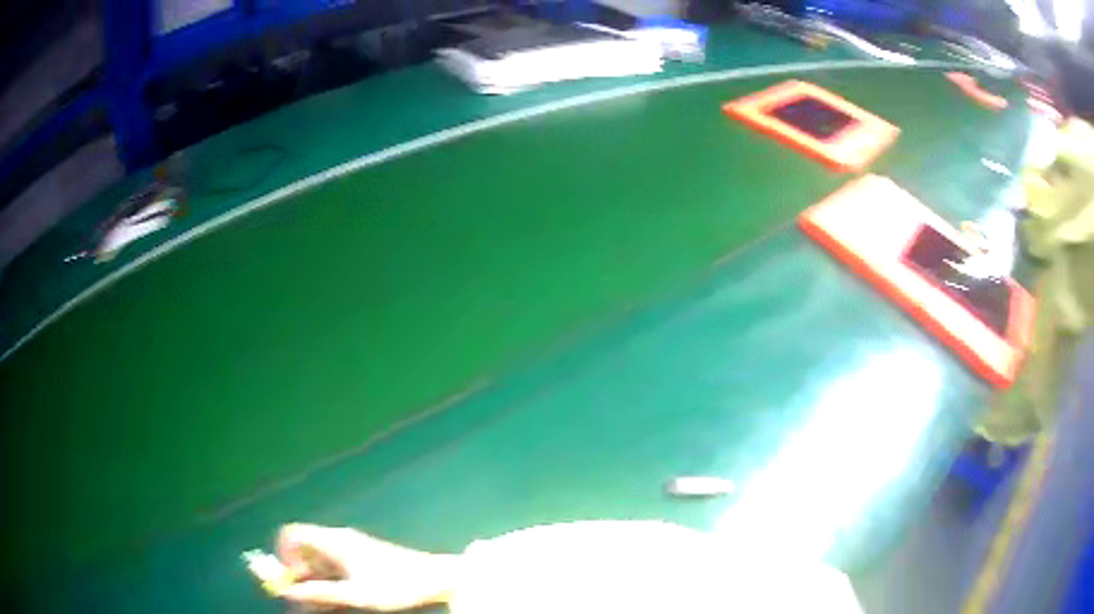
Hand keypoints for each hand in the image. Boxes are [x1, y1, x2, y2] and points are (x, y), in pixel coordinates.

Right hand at [276, 523, 457, 610]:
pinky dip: (330, 584)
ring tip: (322, 607)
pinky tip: (338, 603)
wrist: (437, 578)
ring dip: (315, 584)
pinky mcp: (362, 560)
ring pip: (320, 564)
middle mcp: (338, 541)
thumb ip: (321, 593)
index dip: (284, 556)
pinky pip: (335, 569)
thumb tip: (289, 592)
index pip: (293, 535)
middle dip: (299, 577)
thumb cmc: (397, 586)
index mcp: (333, 541)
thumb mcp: (356, 595)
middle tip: (305, 603)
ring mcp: (351, 550)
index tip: (290, 581)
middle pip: (305, 553)